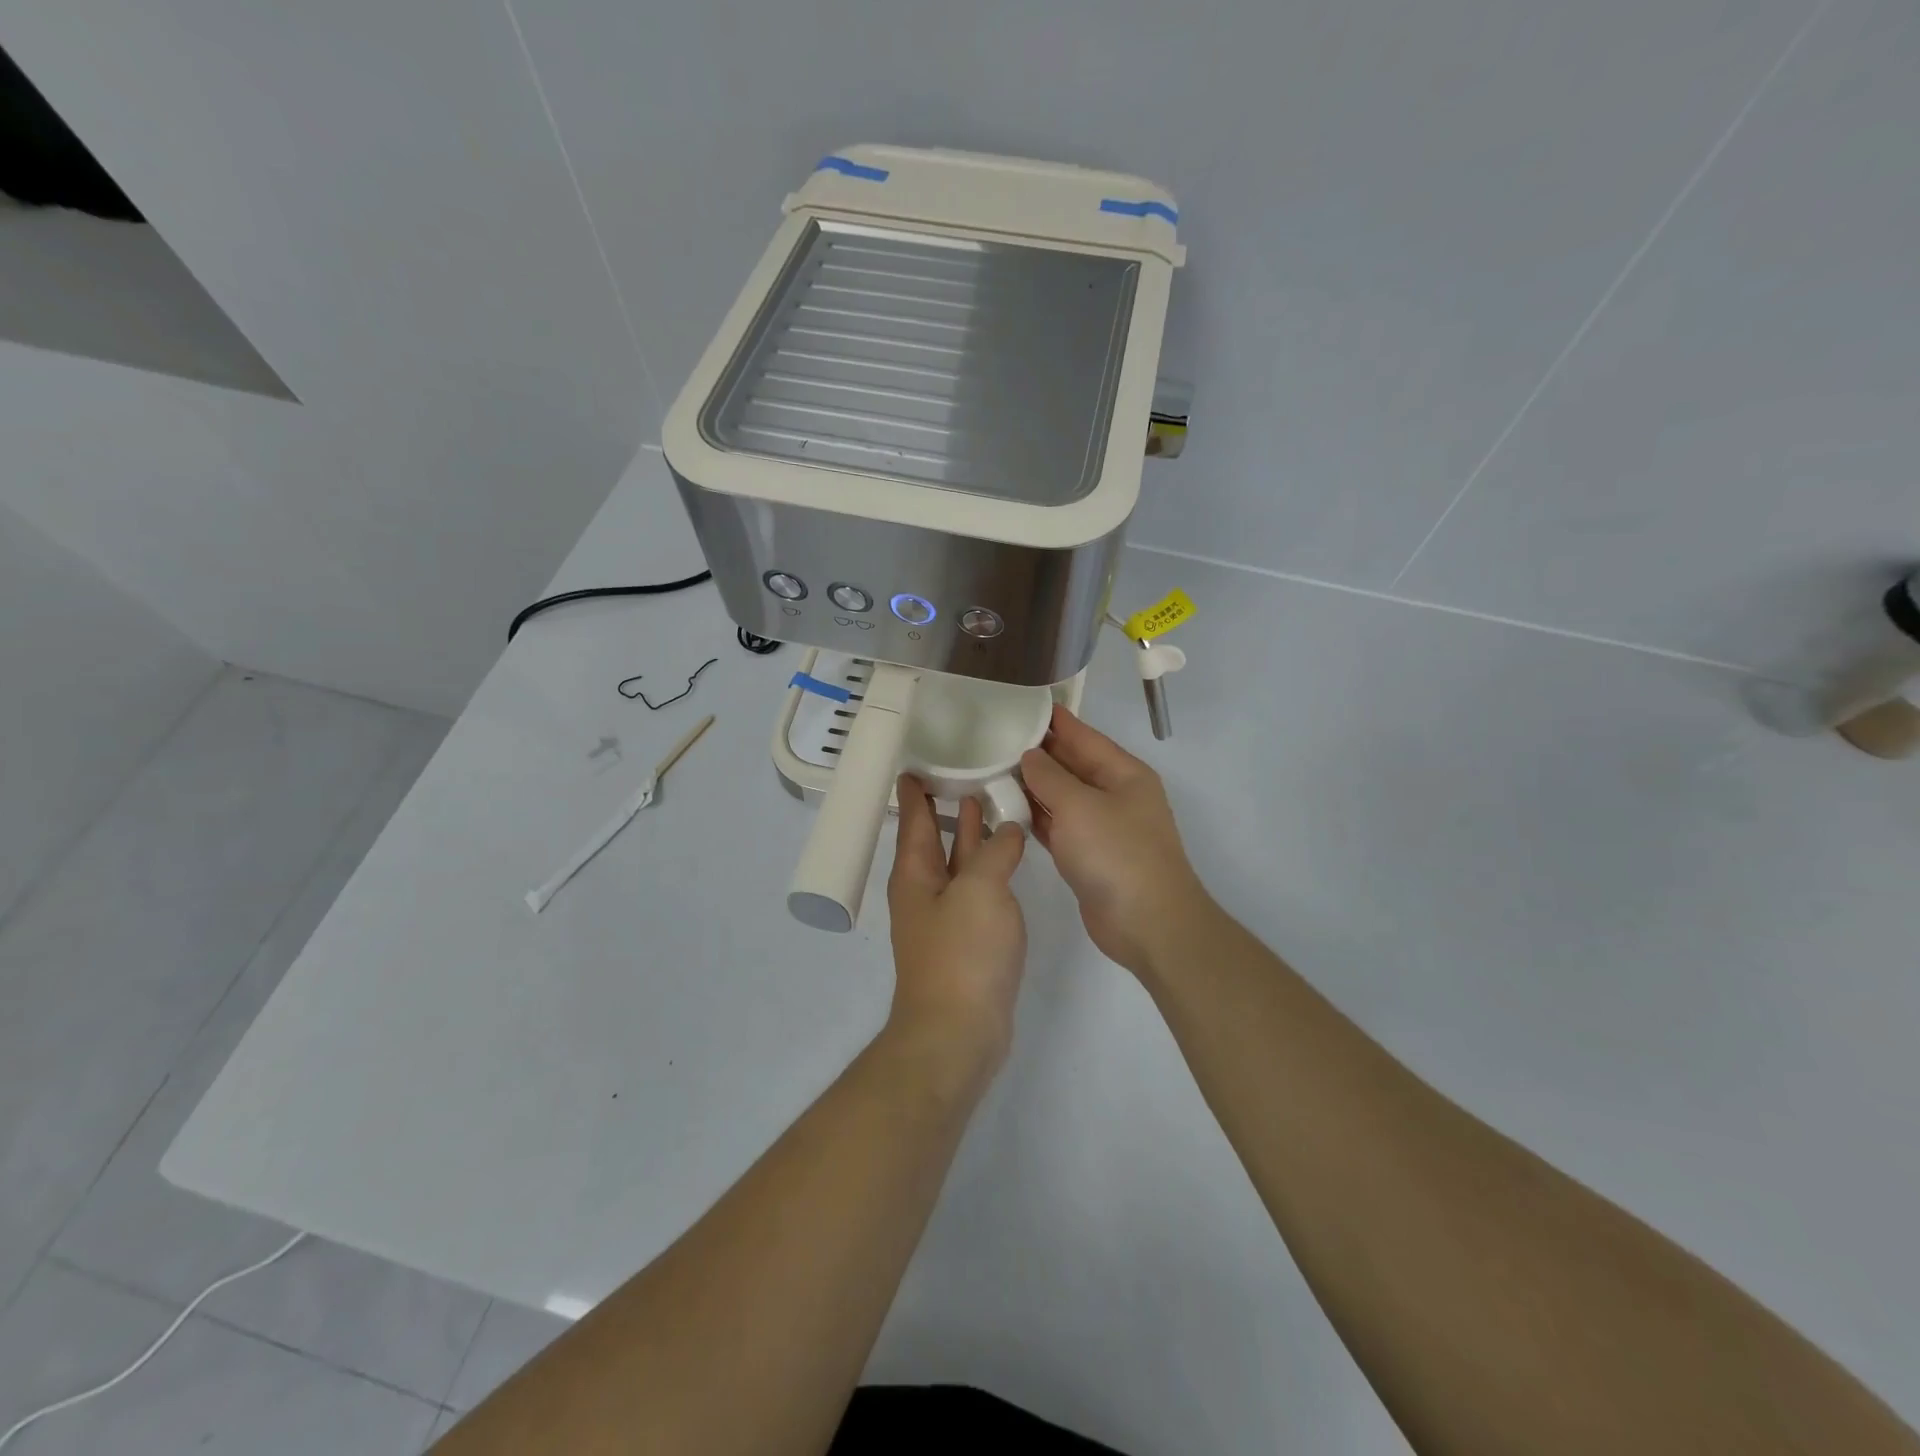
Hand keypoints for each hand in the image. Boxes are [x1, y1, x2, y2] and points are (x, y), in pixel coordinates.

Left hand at [885, 777, 1027, 1076]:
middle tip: (966, 771)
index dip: (916, 789)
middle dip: (947, 806)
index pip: (914, 818)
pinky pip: (976, 888)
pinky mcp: (967, 939)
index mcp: (915, 873)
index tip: (919, 759)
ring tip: (992, 802)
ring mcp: (945, 916)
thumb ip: (996, 852)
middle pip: (934, 837)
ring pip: (958, 862)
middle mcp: (924, 890)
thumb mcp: (981, 890)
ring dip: (971, 834)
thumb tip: (1009, 829)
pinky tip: (1007, 856)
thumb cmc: (962, 954)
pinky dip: (988, 866)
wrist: (958, 1033)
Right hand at [1020, 706, 1209, 977]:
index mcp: (1123, 773)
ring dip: (1031, 786)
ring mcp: (1101, 826)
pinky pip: (1057, 825)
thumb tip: (1030, 755)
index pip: (1082, 735)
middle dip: (1036, 752)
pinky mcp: (1087, 854)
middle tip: (993, 738)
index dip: (1053, 719)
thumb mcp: (1079, 806)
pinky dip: (1035, 816)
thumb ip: (1050, 777)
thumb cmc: (1116, 854)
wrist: (1147, 923)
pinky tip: (1006, 808)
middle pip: (1070, 765)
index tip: (1019, 704)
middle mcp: (1114, 794)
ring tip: (990, 768)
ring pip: (1060, 796)